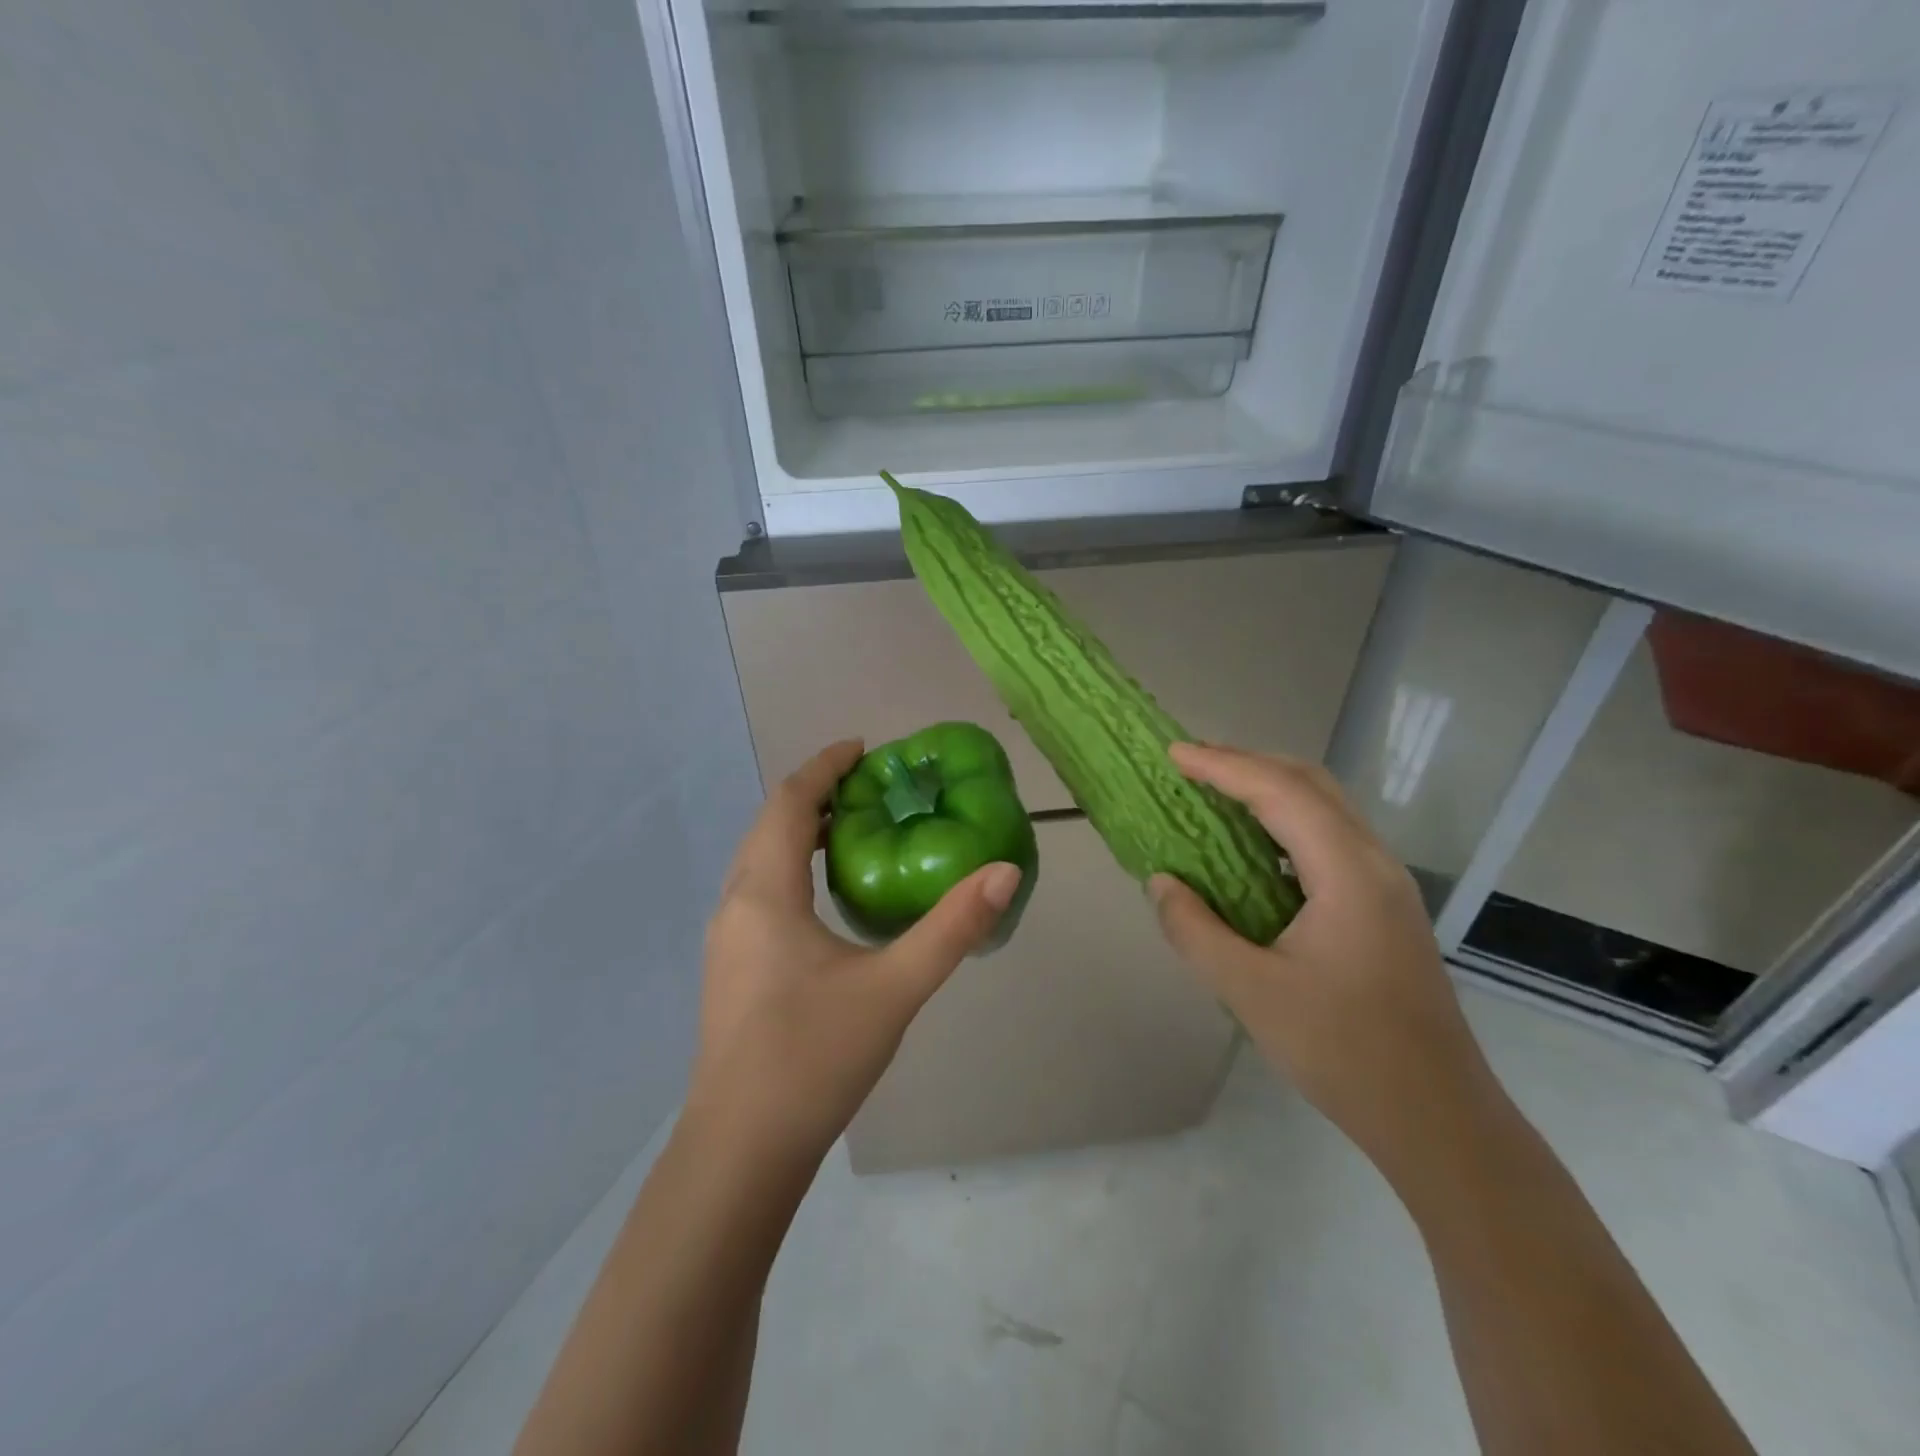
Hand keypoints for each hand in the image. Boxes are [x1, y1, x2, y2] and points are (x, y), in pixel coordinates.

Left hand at [690, 739, 1022, 1158]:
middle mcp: (735, 904)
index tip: (863, 749)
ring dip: (798, 832)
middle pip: (769, 825)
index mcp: (764, 893)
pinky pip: (758, 891)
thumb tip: (1004, 872)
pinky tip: (825, 898)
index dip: (823, 767)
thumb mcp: (894, 988)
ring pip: (759, 861)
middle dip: (813, 795)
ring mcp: (726, 940)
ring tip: (851, 831)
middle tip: (869, 788)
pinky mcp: (730, 969)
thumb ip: (952, 928)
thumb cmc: (813, 1057)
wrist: (741, 1151)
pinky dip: (790, 868)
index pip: (788, 803)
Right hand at [1148, 743, 1501, 1180]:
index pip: (1281, 793)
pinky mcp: (1384, 908)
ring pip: (1325, 809)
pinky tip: (1253, 849)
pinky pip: (1330, 840)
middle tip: (1191, 765)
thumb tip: (1161, 882)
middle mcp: (1374, 864)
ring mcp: (1386, 886)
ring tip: (1215, 793)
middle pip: (1311, 784)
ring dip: (1269, 790)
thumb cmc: (1344, 1053)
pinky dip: (1285, 823)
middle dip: (1248, 764)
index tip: (1173, 753)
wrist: (1438, 1119)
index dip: (1224, 766)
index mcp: (1348, 874)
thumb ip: (1195, 930)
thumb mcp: (1250, 992)